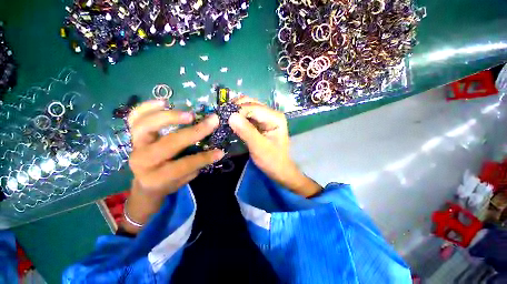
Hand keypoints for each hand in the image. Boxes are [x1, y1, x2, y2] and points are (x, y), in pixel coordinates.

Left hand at [122, 100, 223, 233]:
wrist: (145, 182)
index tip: (220, 151)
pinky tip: (164, 102)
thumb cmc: (168, 181)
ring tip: (189, 114)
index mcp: (157, 177)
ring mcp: (135, 146)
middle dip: (194, 132)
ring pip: (146, 126)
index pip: (183, 165)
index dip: (204, 158)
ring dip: (170, 117)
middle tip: (212, 121)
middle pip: (169, 143)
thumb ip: (196, 164)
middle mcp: (143, 161)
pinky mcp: (132, 136)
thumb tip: (215, 148)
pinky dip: (147, 107)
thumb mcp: (184, 179)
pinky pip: (134, 118)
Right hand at [228, 96, 320, 196]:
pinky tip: (230, 121)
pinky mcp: (261, 122)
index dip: (237, 111)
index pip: (253, 108)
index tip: (222, 117)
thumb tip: (230, 116)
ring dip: (235, 111)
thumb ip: (246, 131)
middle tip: (221, 116)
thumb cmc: (272, 160)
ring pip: (248, 108)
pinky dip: (238, 117)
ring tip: (223, 118)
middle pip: (250, 103)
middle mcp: (271, 113)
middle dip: (235, 108)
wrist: (279, 169)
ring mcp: (266, 117)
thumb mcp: (259, 147)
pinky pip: (247, 116)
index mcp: (275, 117)